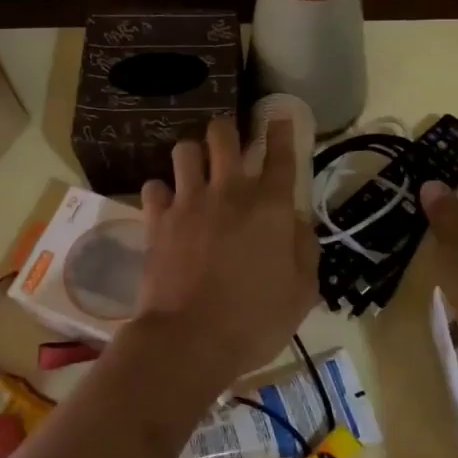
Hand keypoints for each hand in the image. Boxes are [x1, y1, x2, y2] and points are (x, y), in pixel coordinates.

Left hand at [129, 115, 318, 394]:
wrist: (190, 340)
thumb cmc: (255, 321)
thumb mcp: (301, 293)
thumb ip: (305, 250)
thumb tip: (298, 223)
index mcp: (271, 207)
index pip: (280, 154)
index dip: (281, 130)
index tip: (278, 117)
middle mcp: (230, 192)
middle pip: (223, 135)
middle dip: (227, 132)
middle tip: (229, 144)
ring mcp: (189, 202)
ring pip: (184, 151)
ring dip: (192, 156)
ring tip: (195, 171)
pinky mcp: (157, 219)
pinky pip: (153, 187)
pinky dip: (160, 192)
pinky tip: (166, 204)